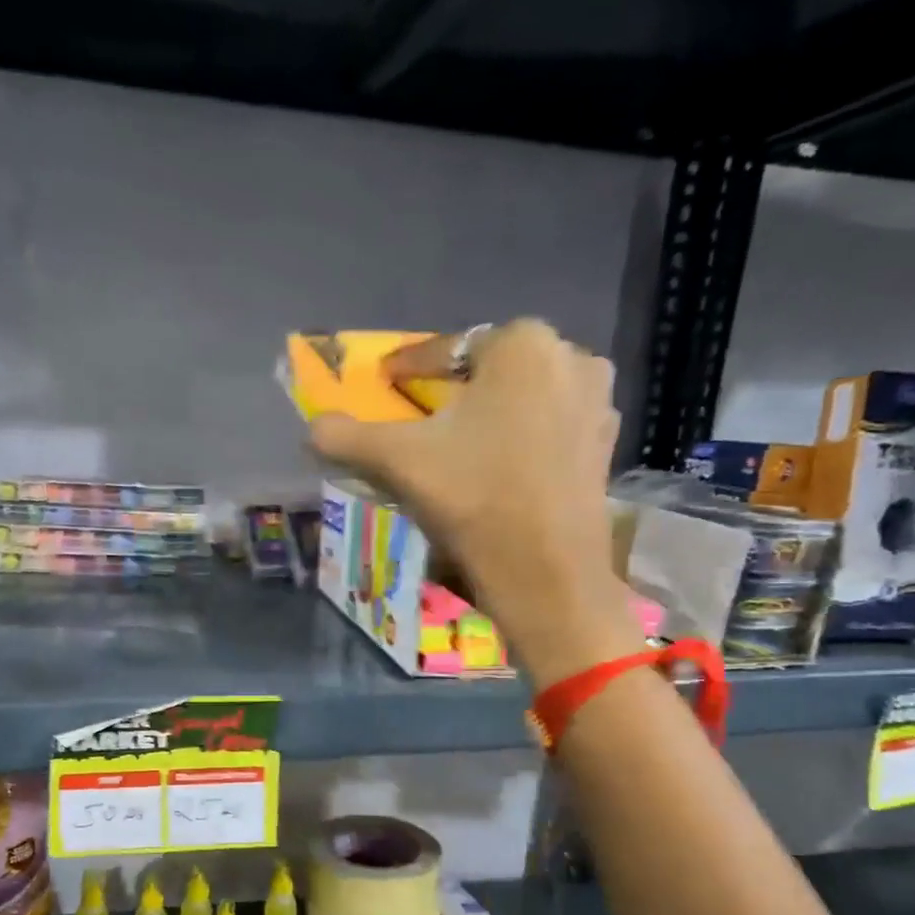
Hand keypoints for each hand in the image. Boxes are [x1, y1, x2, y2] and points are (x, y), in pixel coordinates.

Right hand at [308, 319, 639, 683]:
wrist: (546, 571)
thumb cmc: (473, 497)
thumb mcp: (398, 461)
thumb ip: (346, 436)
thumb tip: (311, 428)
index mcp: (522, 344)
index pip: (448, 350)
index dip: (409, 368)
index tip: (387, 383)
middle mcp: (570, 357)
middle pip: (490, 372)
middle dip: (456, 391)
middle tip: (425, 420)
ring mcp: (596, 402)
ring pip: (523, 399)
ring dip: (491, 415)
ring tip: (462, 448)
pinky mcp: (604, 445)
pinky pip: (549, 428)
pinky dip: (522, 440)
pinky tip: (501, 470)